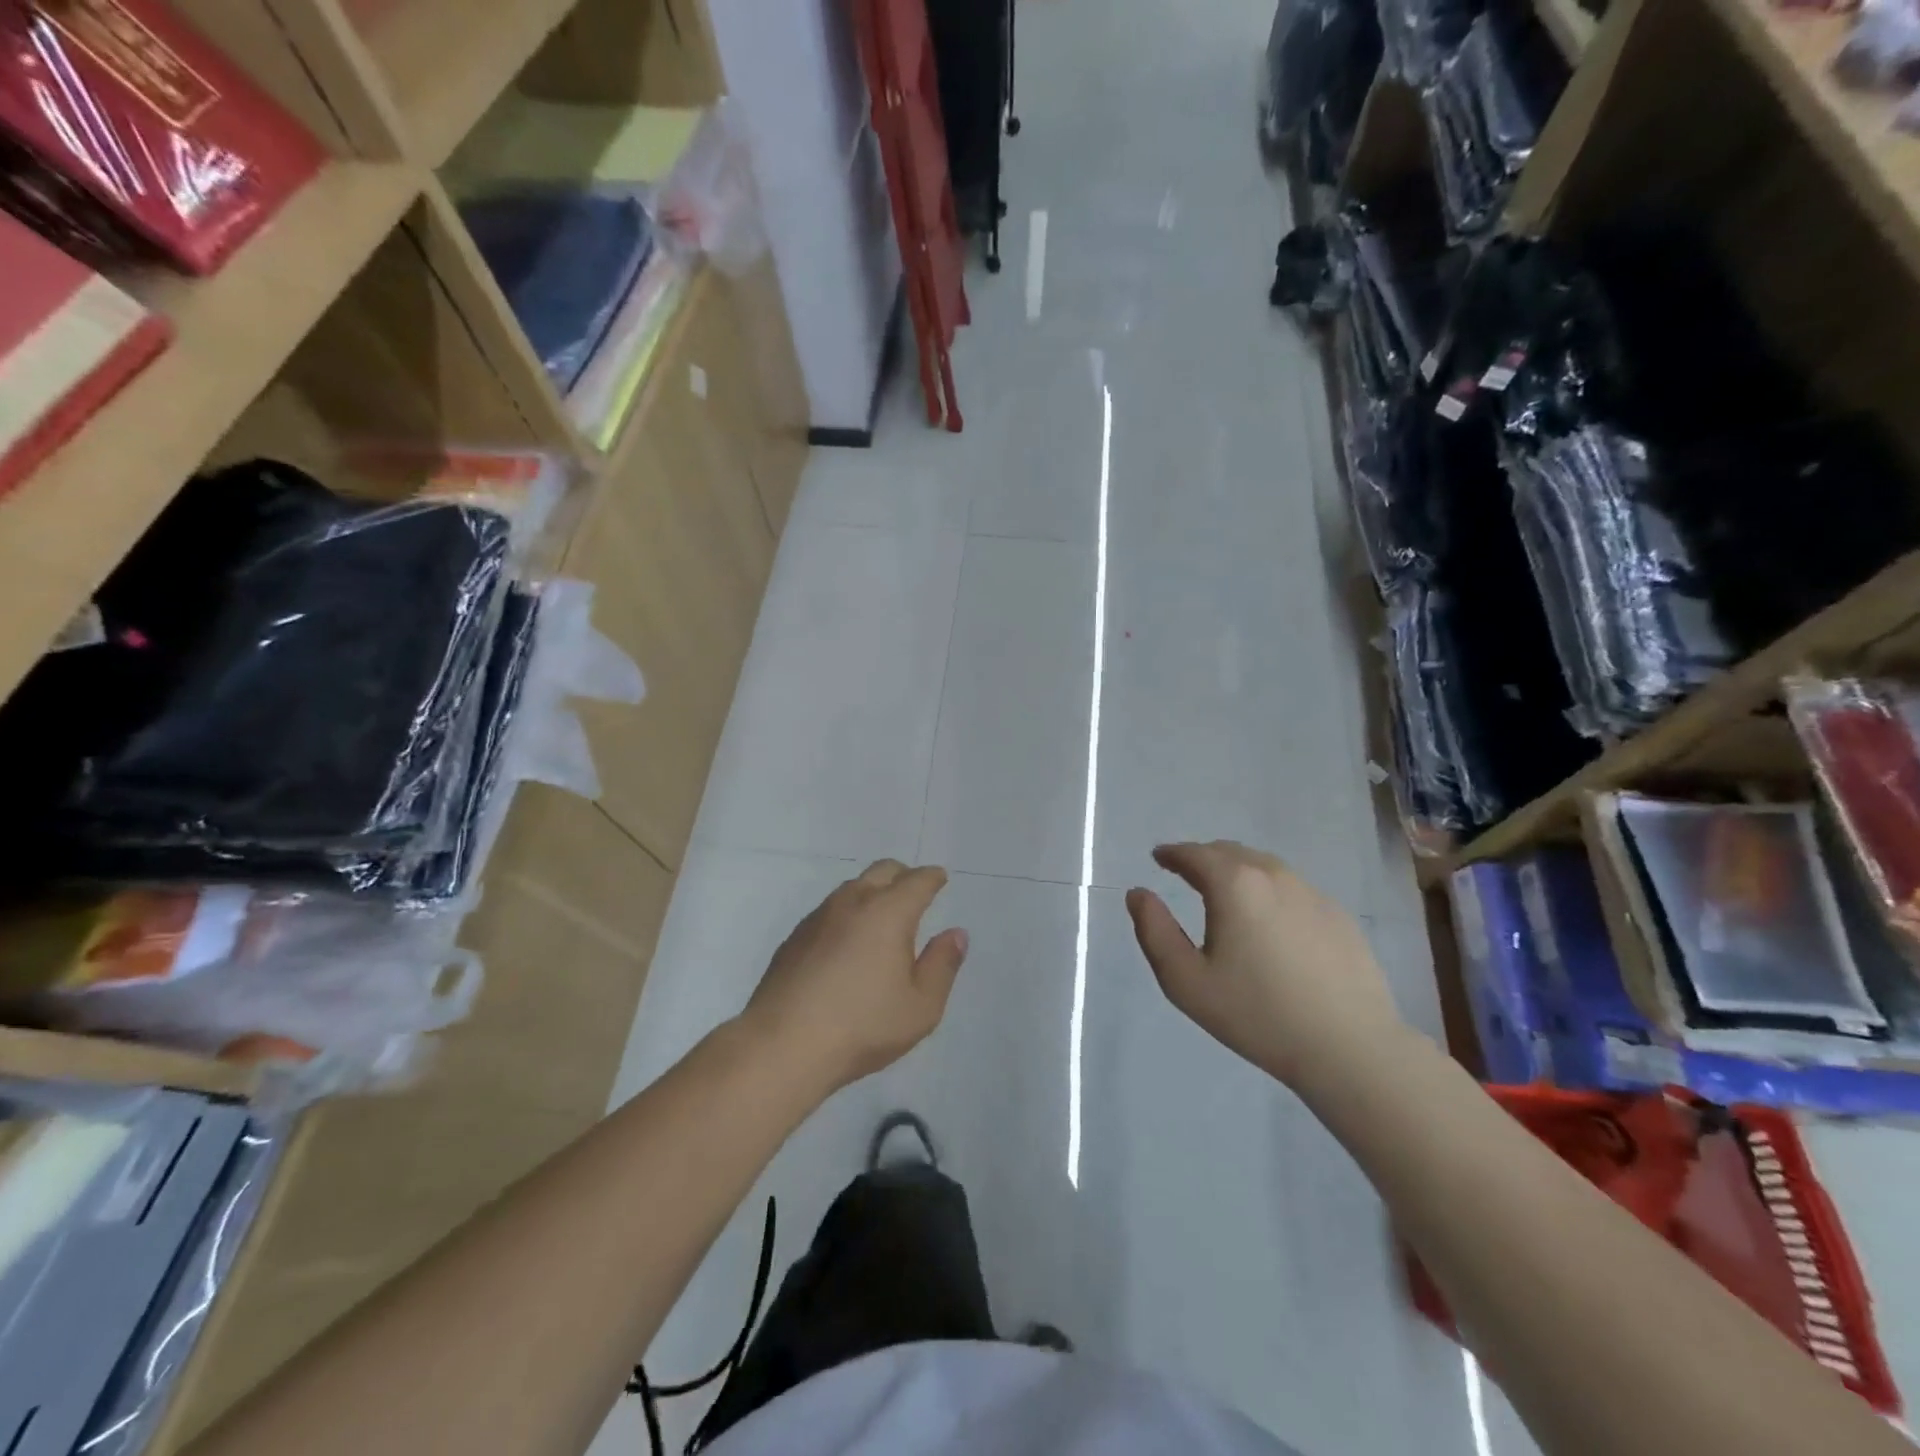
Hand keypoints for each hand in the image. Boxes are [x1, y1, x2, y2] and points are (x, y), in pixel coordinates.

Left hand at [739, 860, 968, 1096]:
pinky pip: (829, 911)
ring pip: (852, 887)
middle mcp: (852, 903)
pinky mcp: (794, 938)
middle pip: (882, 870)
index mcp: (888, 912)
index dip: (932, 878)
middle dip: (903, 875)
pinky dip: (847, 914)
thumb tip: (955, 934)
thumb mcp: (920, 1007)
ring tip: (882, 920)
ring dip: (872, 892)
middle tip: (915, 893)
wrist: (782, 1045)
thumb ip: (942, 965)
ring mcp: (818, 917)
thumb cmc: (862, 1026)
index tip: (940, 879)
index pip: (917, 881)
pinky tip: (847, 944)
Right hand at [1127, 841, 1409, 1095]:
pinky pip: (1292, 889)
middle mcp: (1273, 875)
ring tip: (1225, 893)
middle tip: (1186, 873)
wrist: (1349, 1048)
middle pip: (1230, 852)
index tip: (1158, 857)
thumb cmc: (1257, 1015)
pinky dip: (1269, 891)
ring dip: (1238, 871)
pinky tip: (1269, 921)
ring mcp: (1311, 893)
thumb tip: (1138, 893)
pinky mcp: (1338, 915)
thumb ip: (1154, 931)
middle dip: (1203, 858)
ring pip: (1264, 867)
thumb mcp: (1186, 981)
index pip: (1194, 853)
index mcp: (1234, 884)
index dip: (1172, 853)